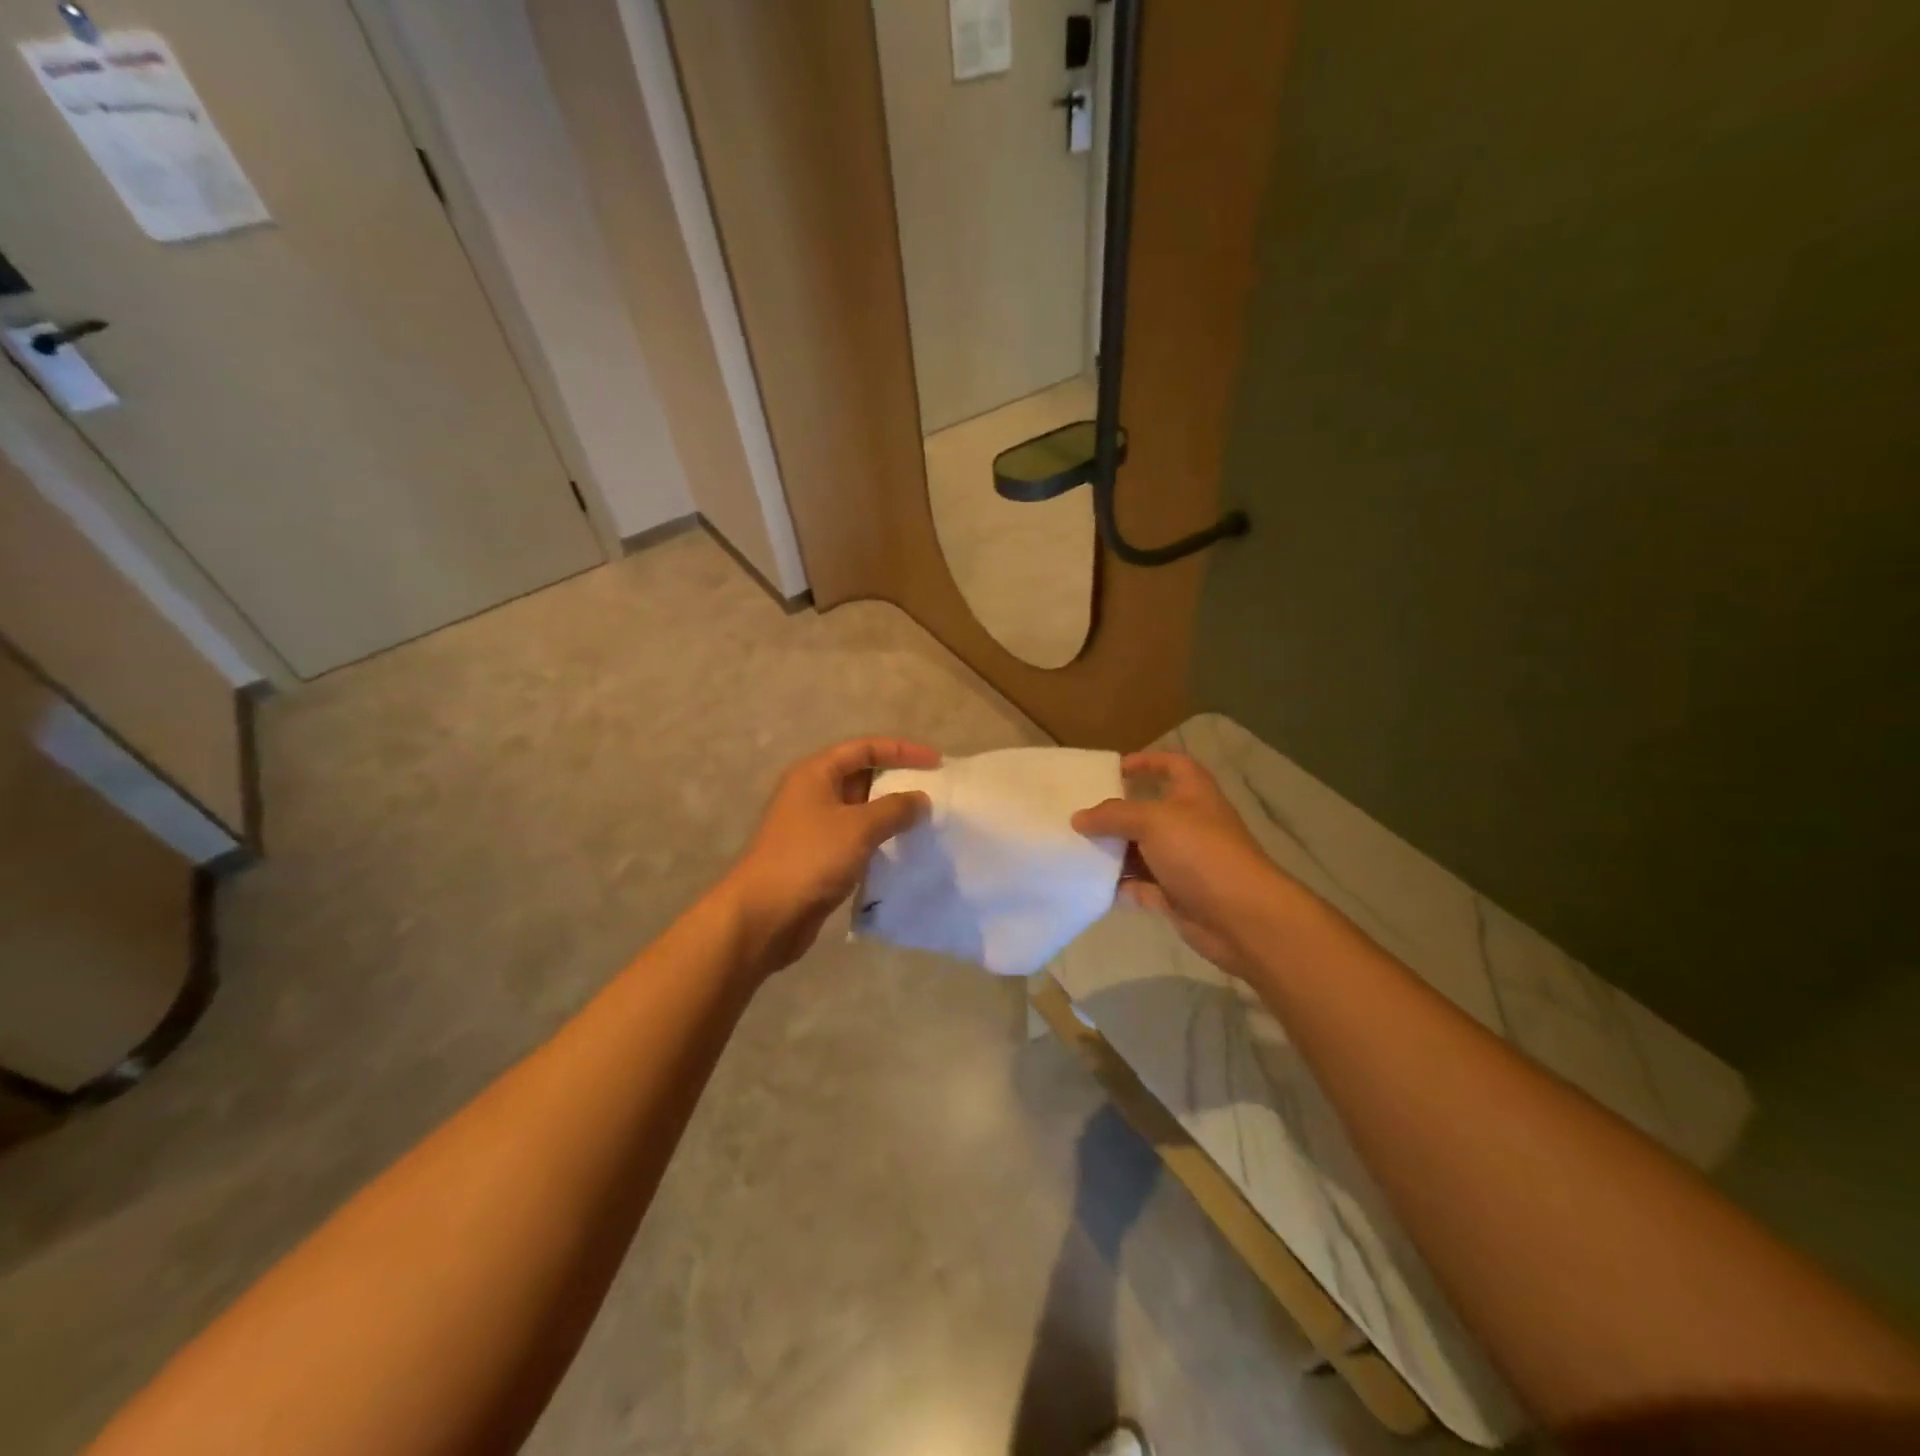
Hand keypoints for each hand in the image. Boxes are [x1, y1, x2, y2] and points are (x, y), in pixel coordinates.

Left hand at [721, 737, 938, 974]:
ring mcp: (813, 827)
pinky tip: (903, 851)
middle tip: (935, 791)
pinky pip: (855, 838)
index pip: (864, 748)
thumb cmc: (809, 859)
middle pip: (861, 776)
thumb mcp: (858, 827)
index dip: (902, 750)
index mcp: (816, 774)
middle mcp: (813, 794)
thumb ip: (895, 809)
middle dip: (897, 781)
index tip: (936, 762)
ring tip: (926, 821)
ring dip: (890, 813)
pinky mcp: (818, 857)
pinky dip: (879, 839)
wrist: (763, 916)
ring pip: (860, 810)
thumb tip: (921, 799)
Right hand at [1072, 752, 1289, 979]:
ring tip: (1075, 848)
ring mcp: (1184, 862)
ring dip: (1113, 852)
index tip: (1115, 769)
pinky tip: (1091, 883)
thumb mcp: (1153, 821)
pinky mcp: (1177, 895)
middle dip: (1117, 813)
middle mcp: (1190, 825)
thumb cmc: (1200, 853)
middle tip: (1079, 814)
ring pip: (1141, 851)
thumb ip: (1113, 815)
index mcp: (1194, 795)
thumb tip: (1078, 818)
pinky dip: (1120, 886)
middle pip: (1149, 812)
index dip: (1147, 762)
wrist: (1241, 917)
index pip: (1173, 766)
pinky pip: (1141, 886)